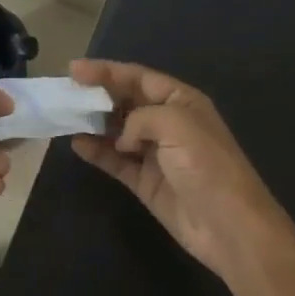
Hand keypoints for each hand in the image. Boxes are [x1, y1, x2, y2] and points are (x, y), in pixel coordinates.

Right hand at [69, 60, 292, 285]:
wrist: (229, 225)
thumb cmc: (207, 164)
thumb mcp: (176, 124)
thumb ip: (141, 118)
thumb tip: (122, 137)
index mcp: (181, 100)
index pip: (138, 77)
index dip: (107, 71)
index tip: (74, 69)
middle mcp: (167, 122)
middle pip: (126, 101)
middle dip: (97, 94)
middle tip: (65, 92)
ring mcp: (155, 153)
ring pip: (117, 130)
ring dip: (93, 123)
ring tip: (65, 117)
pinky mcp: (146, 182)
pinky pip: (116, 160)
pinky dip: (97, 152)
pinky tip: (77, 144)